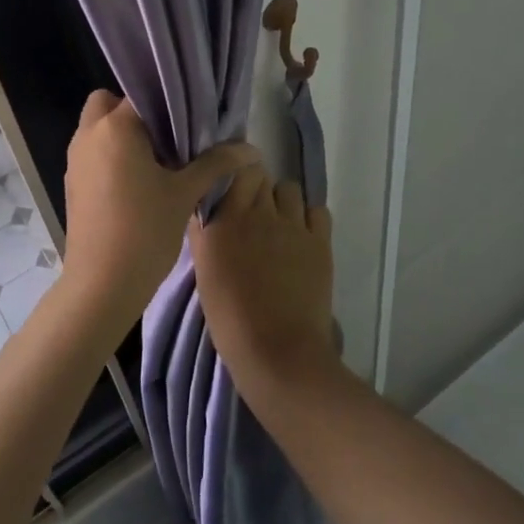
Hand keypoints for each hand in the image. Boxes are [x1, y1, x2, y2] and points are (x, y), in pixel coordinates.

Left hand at [62, 91, 257, 326]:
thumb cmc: (145, 230)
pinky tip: (139, 184)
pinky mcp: (72, 184)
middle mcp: (88, 135)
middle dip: (135, 113)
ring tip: (158, 160)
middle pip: (108, 103)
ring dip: (122, 135)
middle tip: (167, 136)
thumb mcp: (185, 193)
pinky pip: (93, 154)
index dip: (167, 102)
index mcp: (115, 127)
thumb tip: (251, 149)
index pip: (142, 94)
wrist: (102, 284)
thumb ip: (216, 163)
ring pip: (98, 129)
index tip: (189, 117)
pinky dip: (111, 156)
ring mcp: (75, 160)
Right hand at [188, 164, 338, 400]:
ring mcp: (292, 225)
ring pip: (290, 189)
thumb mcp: (204, 274)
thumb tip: (205, 210)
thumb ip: (204, 235)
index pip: (234, 173)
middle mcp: (258, 213)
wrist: (277, 351)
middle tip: (255, 216)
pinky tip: (303, 238)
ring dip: (283, 202)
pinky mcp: (320, 240)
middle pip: (261, 178)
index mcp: (224, 220)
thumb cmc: (230, 319)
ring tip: (280, 227)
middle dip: (258, 191)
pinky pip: (317, 210)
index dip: (236, 182)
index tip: (234, 196)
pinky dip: (310, 218)